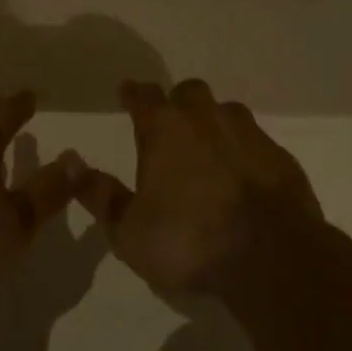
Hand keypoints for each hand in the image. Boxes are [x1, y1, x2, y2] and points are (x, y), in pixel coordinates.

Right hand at [73, 79, 322, 296]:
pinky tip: (244, 178)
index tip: (127, 93)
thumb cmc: (189, 240)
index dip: (133, 93)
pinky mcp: (280, 156)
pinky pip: (256, 143)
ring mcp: (247, 133)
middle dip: (177, 104)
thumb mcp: (130, 231)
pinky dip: (245, 153)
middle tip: (172, 128)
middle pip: (188, 93)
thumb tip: (71, 162)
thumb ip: (101, 196)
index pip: (143, 95)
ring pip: (225, 112)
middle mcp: (205, 117)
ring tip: (210, 153)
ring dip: (214, 125)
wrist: (272, 257)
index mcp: (165, 128)